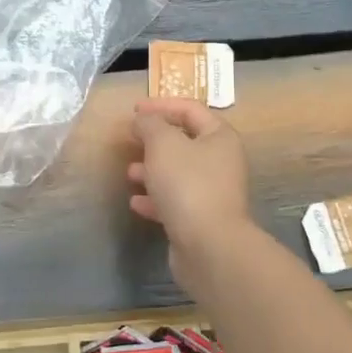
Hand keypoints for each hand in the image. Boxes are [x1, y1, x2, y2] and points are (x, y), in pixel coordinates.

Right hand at [128, 99, 253, 277]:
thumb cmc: (188, 184)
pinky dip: (156, 198)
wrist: (209, 246)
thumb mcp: (163, 144)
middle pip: (185, 142)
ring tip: (130, 173)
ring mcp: (213, 193)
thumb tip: (143, 120)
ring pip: (178, 173)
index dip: (162, 105)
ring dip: (152, 170)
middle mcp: (221, 162)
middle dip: (154, 140)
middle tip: (131, 140)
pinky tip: (137, 203)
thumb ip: (150, 125)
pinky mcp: (201, 219)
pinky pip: (176, 201)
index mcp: (219, 137)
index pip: (190, 109)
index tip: (134, 110)